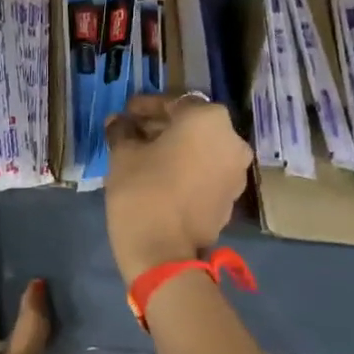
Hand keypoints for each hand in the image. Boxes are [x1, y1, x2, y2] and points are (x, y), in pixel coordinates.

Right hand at [103, 94, 252, 283]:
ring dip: (176, 148)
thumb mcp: (123, 155)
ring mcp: (236, 171)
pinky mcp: (231, 197)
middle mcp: (232, 140)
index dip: (146, 106)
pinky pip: (207, 171)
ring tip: (146, 156)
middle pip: (193, 125)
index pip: (174, 102)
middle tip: (133, 133)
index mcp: (208, 119)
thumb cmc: (142, 190)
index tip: (126, 113)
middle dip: (163, 127)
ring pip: (202, 149)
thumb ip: (122, 131)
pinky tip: (161, 176)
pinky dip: (187, 168)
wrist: (163, 251)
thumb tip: (118, 122)